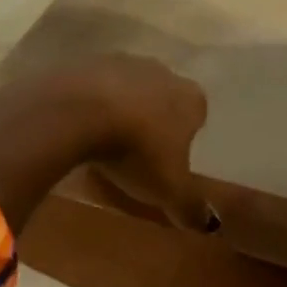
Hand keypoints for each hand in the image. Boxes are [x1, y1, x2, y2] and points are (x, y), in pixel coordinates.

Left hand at [66, 54, 218, 230]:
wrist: (77, 111)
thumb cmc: (136, 151)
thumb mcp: (168, 189)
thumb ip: (191, 206)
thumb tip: (210, 225)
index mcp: (189, 98)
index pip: (196, 114)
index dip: (184, 136)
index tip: (168, 158)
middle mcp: (160, 71)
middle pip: (161, 95)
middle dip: (152, 118)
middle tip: (136, 150)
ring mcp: (120, 61)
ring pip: (126, 87)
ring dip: (118, 107)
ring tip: (103, 139)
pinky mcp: (83, 61)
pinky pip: (91, 85)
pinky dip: (87, 101)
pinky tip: (76, 124)